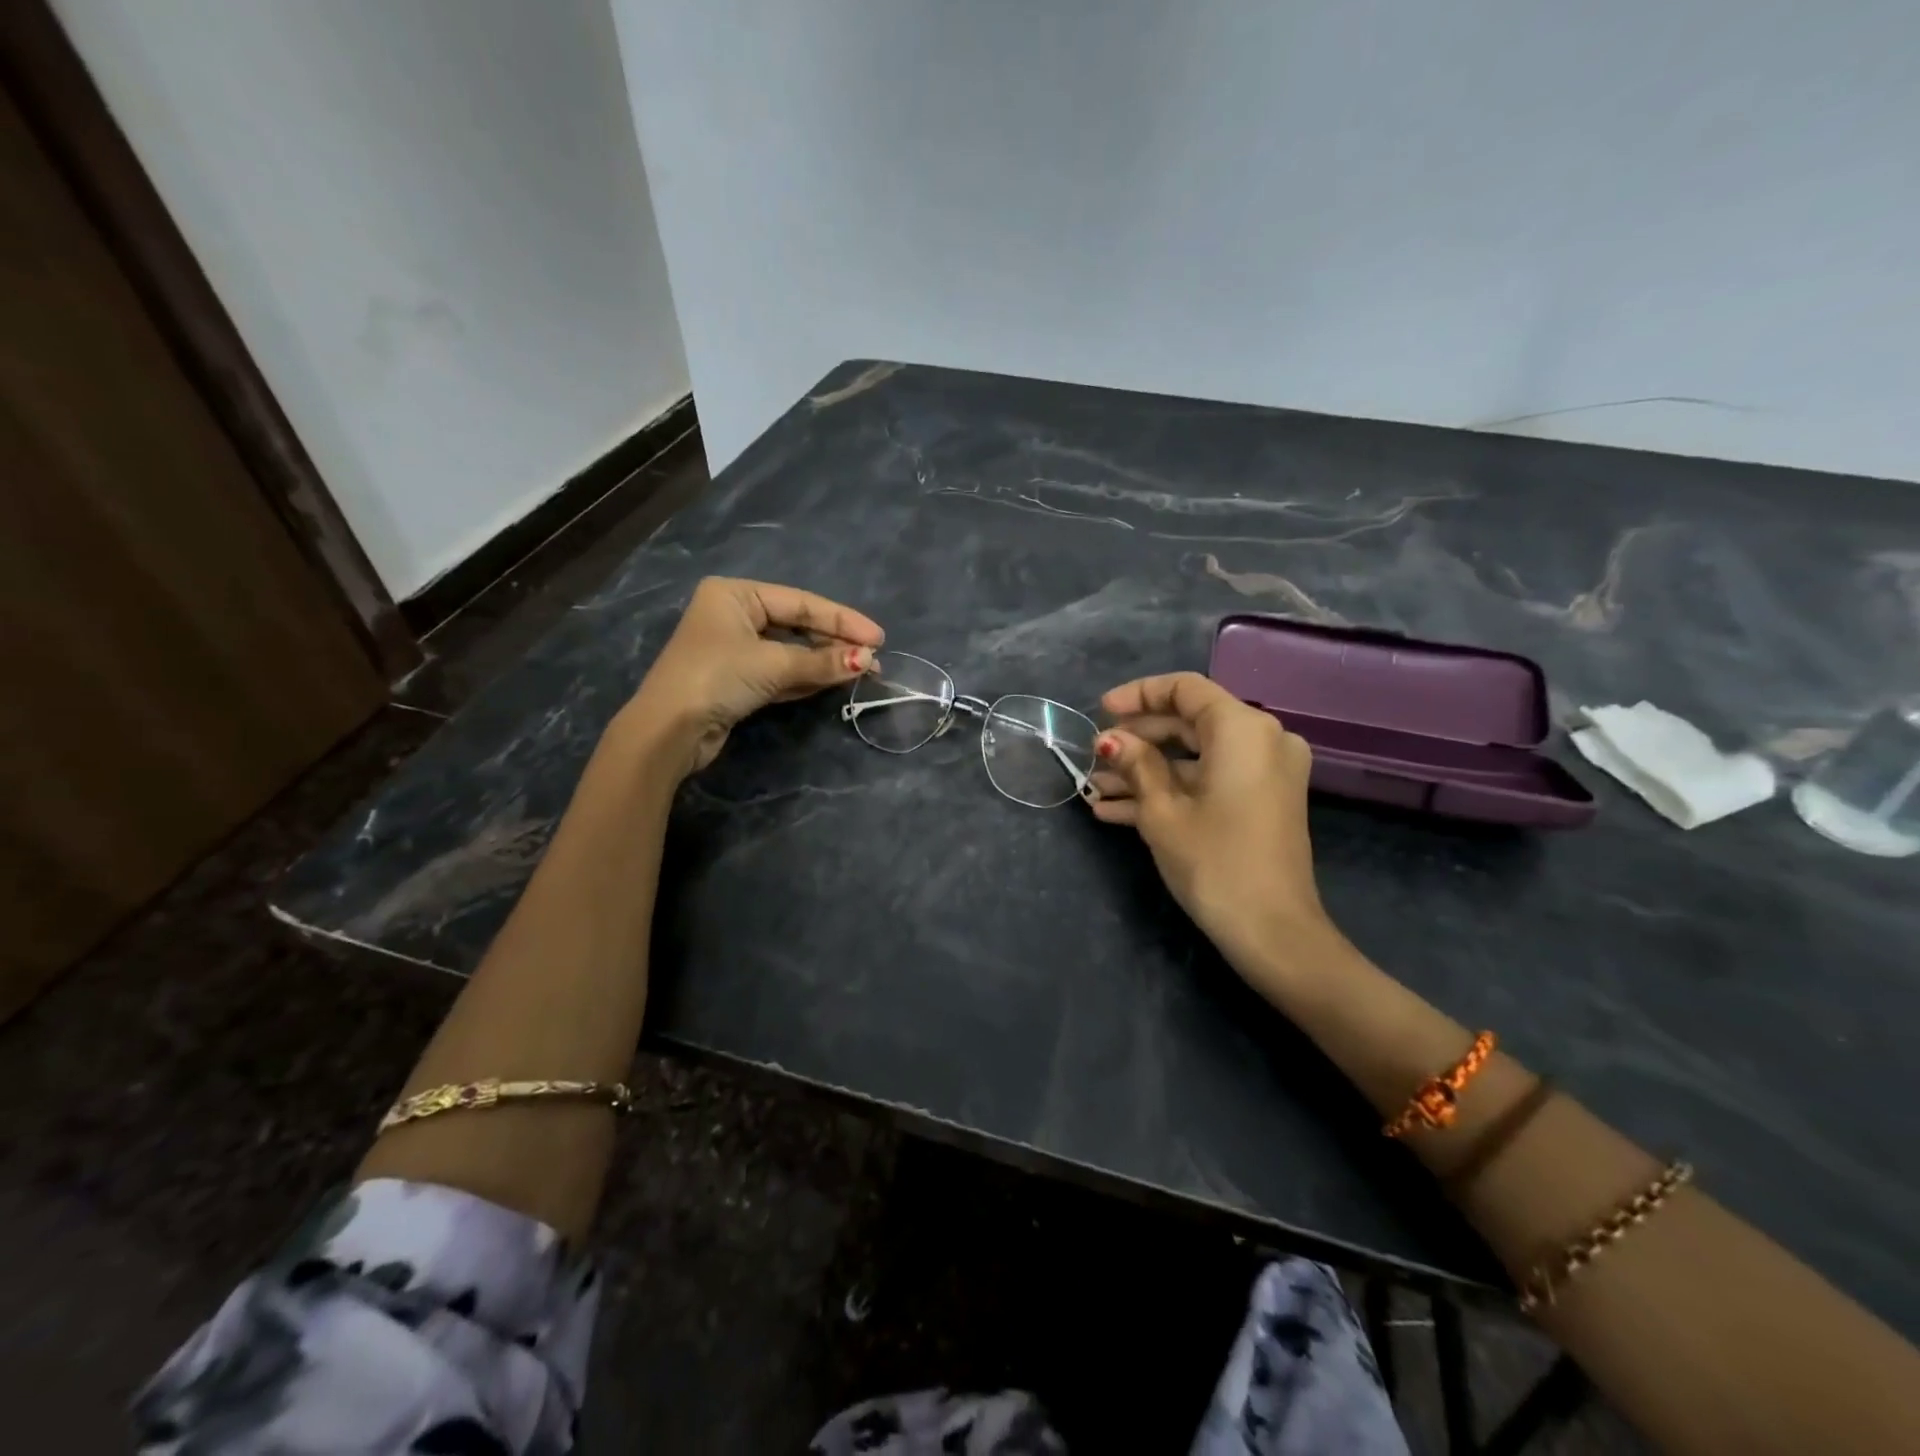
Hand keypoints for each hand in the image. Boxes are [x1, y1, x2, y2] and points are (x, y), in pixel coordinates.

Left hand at [623, 577, 883, 774]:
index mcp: (736, 594)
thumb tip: (868, 661)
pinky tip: (835, 680)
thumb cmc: (716, 678)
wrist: (668, 731)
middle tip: (873, 661)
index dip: (843, 620)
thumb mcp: (773, 664)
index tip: (879, 638)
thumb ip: (822, 661)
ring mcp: (735, 649)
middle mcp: (734, 615)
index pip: (801, 602)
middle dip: (835, 643)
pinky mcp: (738, 680)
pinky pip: (781, 672)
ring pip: (791, 651)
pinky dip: (807, 677)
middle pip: (797, 625)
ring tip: (863, 672)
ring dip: (825, 662)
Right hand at [1088, 672, 1330, 969]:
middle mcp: (1262, 740)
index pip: (1185, 689)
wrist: (1272, 932)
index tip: (1100, 711)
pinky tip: (1116, 811)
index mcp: (1243, 729)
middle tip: (1093, 757)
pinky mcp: (1259, 802)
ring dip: (1145, 772)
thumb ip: (1136, 764)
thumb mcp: (1162, 811)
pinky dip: (1170, 791)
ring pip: (1194, 757)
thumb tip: (1111, 740)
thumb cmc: (1214, 861)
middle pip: (1188, 723)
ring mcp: (1264, 773)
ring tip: (1095, 790)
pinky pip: (1209, 781)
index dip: (1138, 695)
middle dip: (1136, 741)